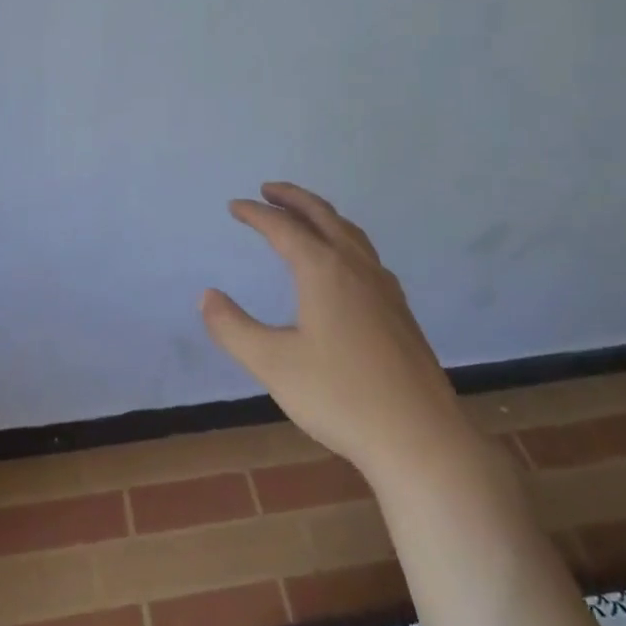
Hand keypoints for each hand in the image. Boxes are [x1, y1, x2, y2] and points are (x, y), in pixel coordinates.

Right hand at [202, 182, 468, 485]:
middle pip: (323, 216)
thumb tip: (207, 296)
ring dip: (322, 215)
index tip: (234, 206)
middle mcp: (356, 268)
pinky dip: (344, 240)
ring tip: (304, 216)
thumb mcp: (272, 364)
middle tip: (268, 189)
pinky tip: (343, 265)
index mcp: (324, 270)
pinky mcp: (399, 310)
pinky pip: (366, 255)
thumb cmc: (339, 396)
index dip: (256, 214)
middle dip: (293, 198)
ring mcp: (384, 288)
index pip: (283, 228)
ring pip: (351, 233)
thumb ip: (233, 327)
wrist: (418, 436)